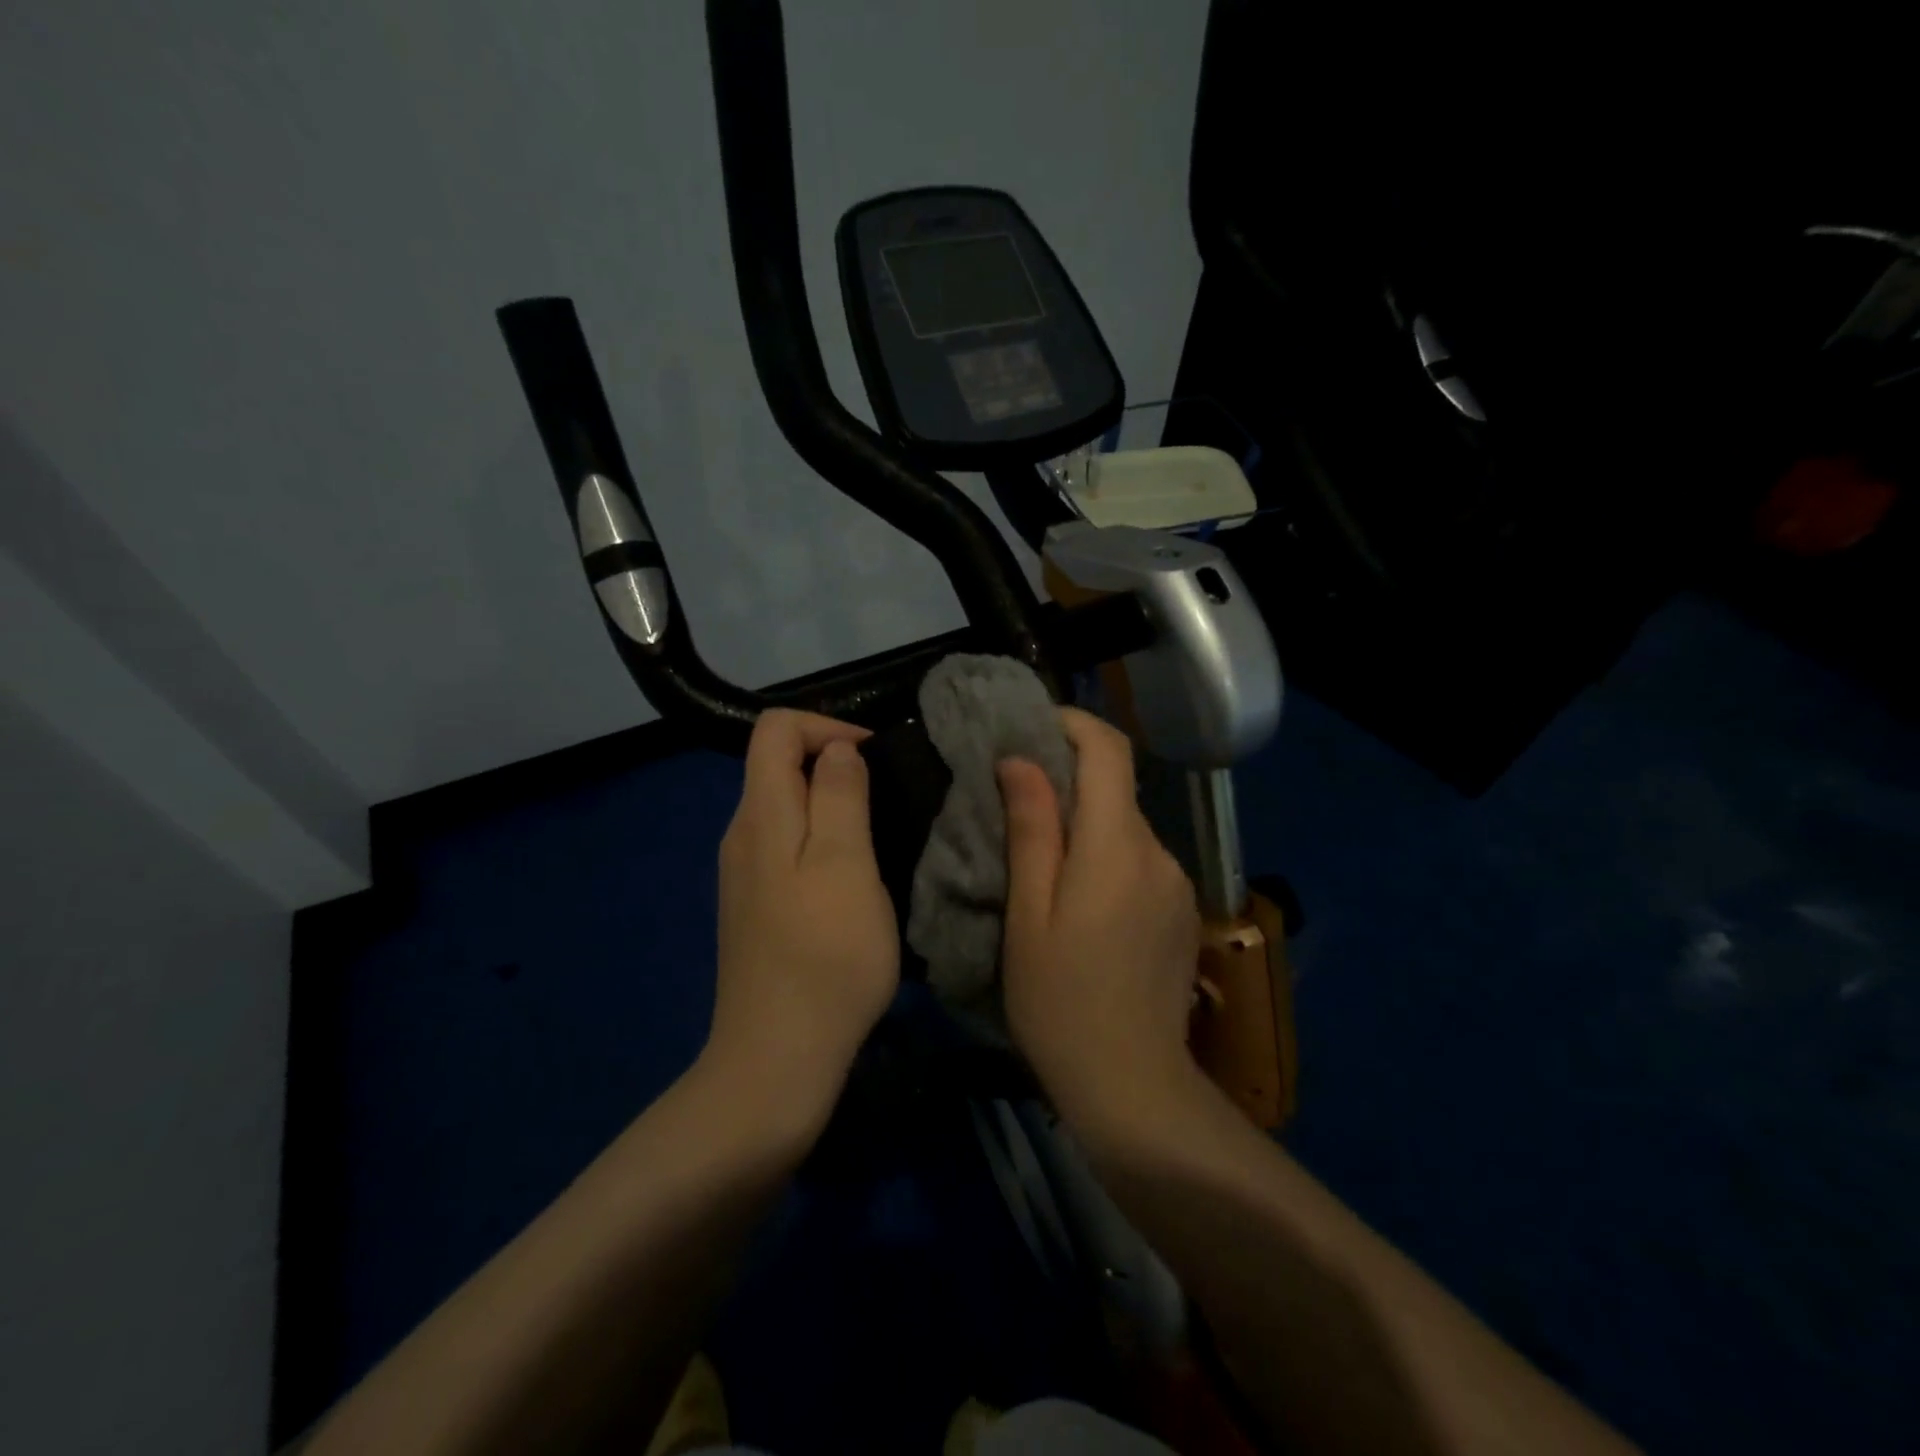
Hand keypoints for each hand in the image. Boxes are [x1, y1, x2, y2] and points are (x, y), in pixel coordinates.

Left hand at [707, 710, 899, 1126]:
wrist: (778, 1058)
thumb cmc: (824, 955)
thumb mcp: (845, 864)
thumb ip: (839, 796)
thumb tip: (836, 749)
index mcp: (760, 814)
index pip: (775, 728)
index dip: (826, 726)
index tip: (874, 758)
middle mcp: (741, 835)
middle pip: (778, 765)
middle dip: (834, 764)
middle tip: (888, 800)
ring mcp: (745, 874)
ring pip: (787, 809)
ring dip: (833, 805)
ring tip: (880, 836)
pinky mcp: (756, 907)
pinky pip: (788, 847)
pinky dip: (823, 841)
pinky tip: (854, 879)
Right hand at [998, 708, 1205, 1132]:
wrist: (1132, 1085)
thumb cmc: (1060, 1002)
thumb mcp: (1028, 915)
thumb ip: (1032, 831)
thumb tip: (1022, 761)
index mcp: (1117, 847)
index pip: (1109, 751)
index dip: (1073, 724)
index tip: (1032, 727)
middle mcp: (1158, 853)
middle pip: (1117, 789)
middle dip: (1069, 780)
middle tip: (1017, 803)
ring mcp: (1177, 884)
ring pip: (1127, 827)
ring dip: (1087, 825)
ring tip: (1043, 861)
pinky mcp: (1182, 911)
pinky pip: (1140, 861)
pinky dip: (1107, 856)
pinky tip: (1081, 900)